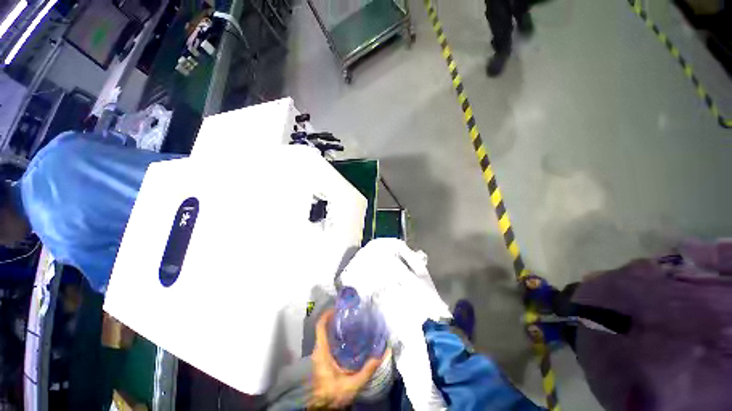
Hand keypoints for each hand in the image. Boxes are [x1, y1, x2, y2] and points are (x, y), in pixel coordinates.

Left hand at [309, 309, 388, 408]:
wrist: (322, 408)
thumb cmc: (333, 394)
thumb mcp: (352, 384)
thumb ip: (367, 369)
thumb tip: (382, 352)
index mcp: (322, 352)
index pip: (320, 326)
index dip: (327, 314)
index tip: (338, 308)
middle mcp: (318, 350)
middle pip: (323, 328)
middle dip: (334, 318)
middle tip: (349, 314)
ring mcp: (318, 355)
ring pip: (324, 334)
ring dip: (334, 326)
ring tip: (349, 323)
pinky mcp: (321, 360)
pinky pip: (325, 341)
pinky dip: (334, 336)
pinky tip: (346, 338)